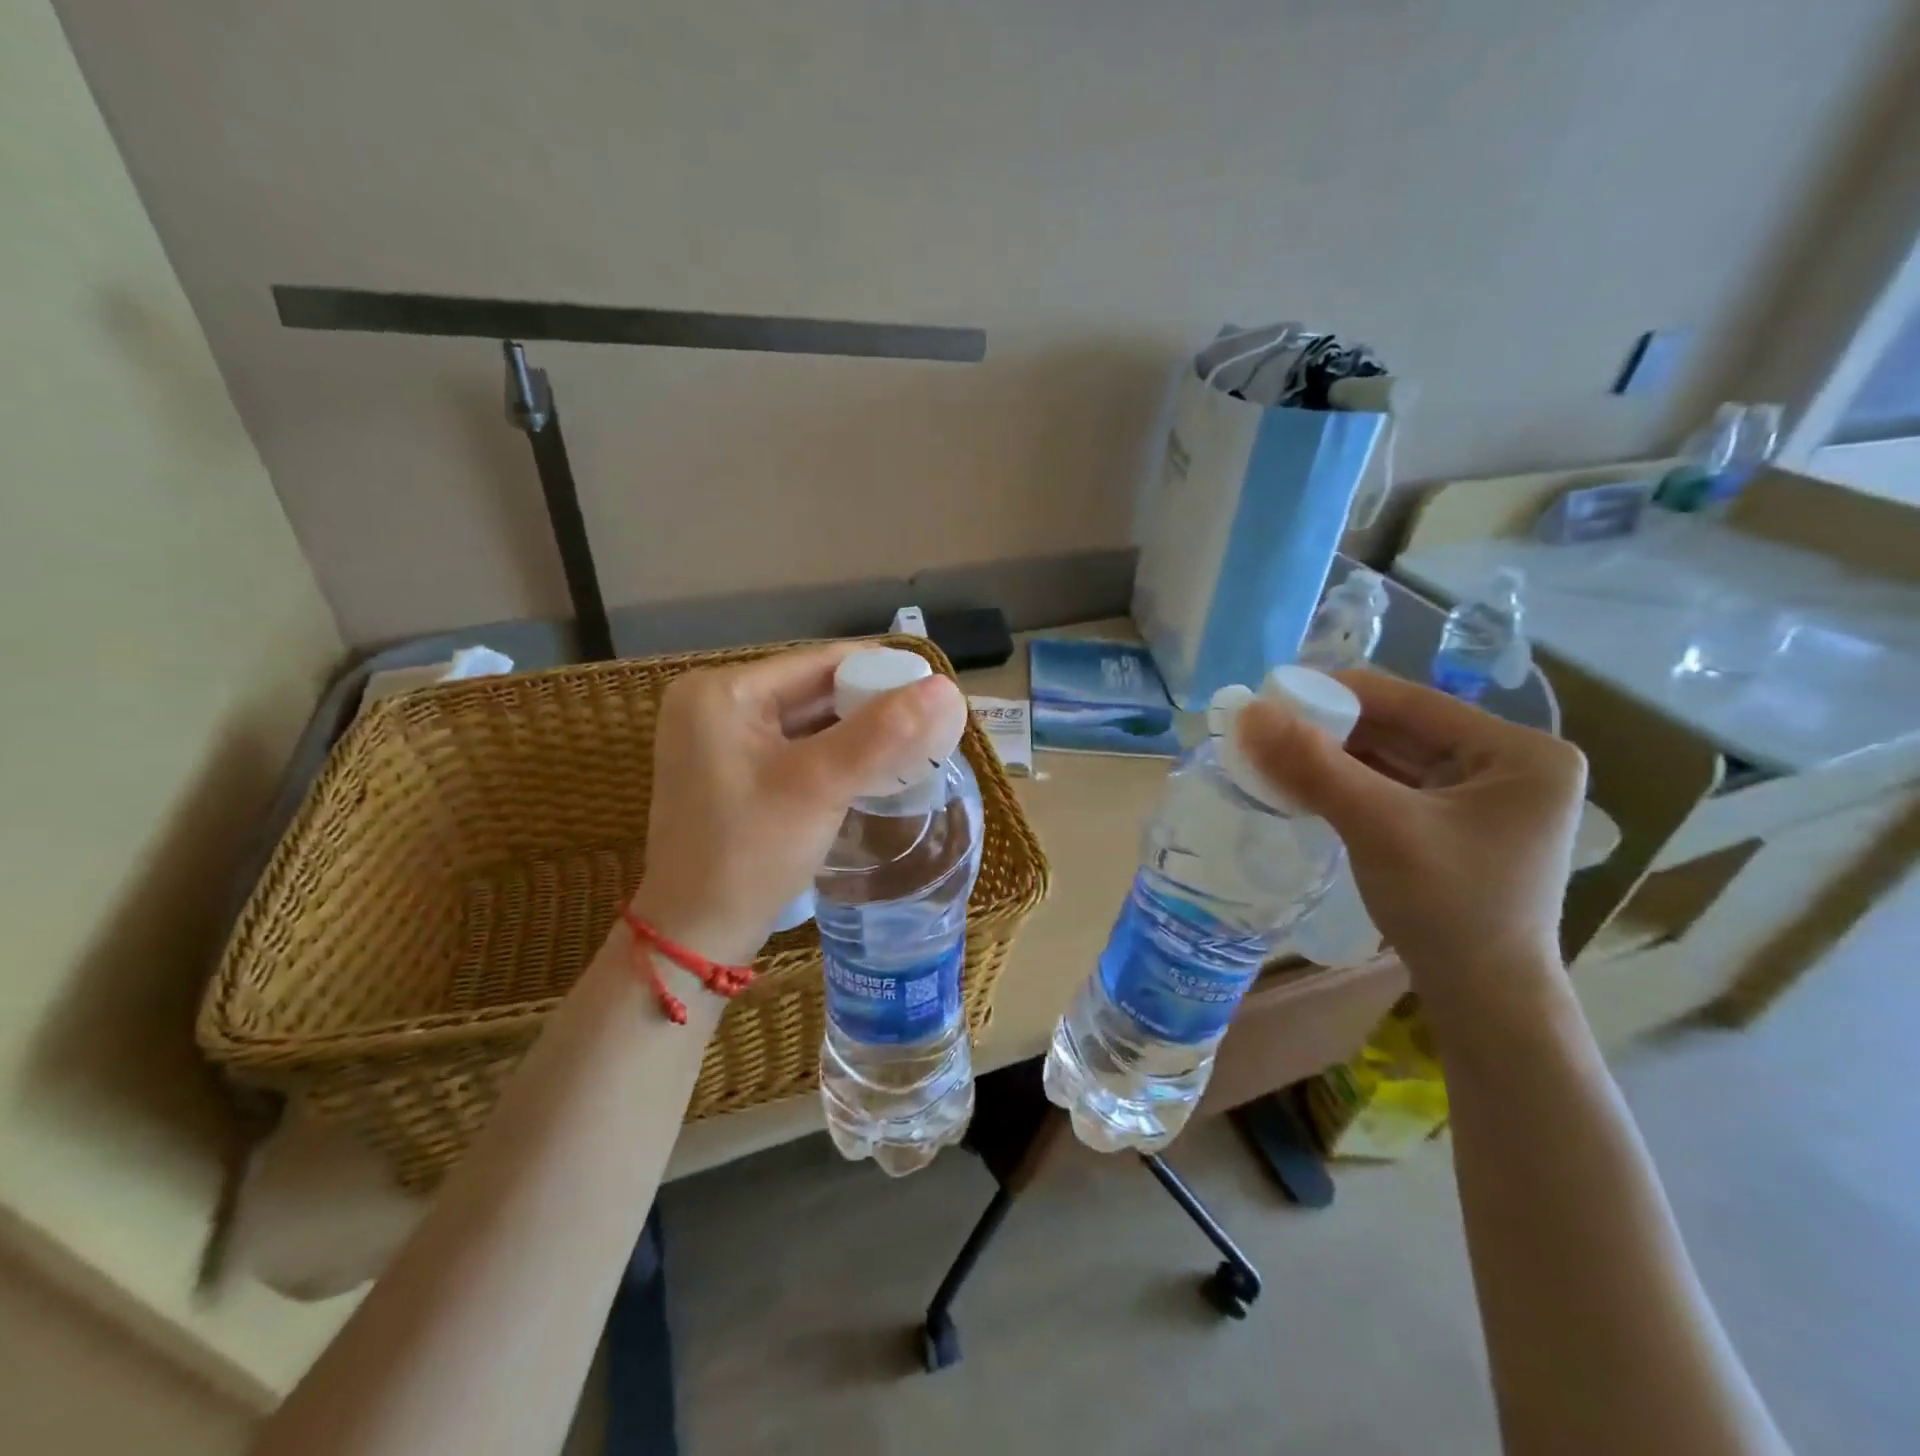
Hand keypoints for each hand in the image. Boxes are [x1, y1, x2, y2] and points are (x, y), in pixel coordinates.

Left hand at [630, 644, 968, 966]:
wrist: (694, 937)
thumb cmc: (749, 854)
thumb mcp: (819, 786)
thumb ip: (882, 733)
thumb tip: (947, 688)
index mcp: (720, 691)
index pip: (818, 663)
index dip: (881, 671)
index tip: (934, 693)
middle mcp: (712, 704)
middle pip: (811, 690)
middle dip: (870, 706)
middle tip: (930, 723)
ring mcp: (717, 740)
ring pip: (806, 721)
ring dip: (856, 731)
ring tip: (912, 744)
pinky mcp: (728, 772)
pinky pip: (793, 748)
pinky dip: (833, 754)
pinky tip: (872, 767)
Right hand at [1237, 670, 1585, 988]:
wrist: (1484, 1002)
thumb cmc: (1449, 908)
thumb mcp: (1378, 827)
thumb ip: (1312, 765)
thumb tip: (1247, 711)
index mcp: (1520, 752)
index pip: (1412, 702)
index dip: (1336, 692)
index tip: (1270, 693)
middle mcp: (1509, 766)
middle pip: (1400, 729)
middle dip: (1329, 728)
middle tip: (1263, 726)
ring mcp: (1484, 798)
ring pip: (1391, 758)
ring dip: (1331, 756)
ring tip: (1270, 751)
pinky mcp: (1456, 826)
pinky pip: (1391, 788)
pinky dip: (1345, 783)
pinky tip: (1301, 782)